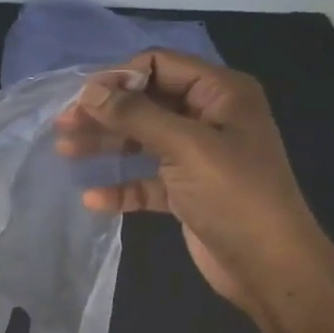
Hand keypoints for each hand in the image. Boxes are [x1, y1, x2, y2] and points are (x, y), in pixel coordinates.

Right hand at [53, 51, 330, 315]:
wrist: (270, 267)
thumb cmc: (234, 195)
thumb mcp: (185, 147)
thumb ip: (135, 115)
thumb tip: (88, 91)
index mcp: (221, 94)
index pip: (161, 65)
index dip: (120, 77)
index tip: (83, 98)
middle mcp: (209, 118)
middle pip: (146, 102)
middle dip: (105, 112)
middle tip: (63, 124)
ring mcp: (197, 156)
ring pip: (141, 139)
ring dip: (106, 144)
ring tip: (65, 151)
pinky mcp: (186, 190)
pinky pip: (146, 179)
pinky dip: (121, 186)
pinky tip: (94, 198)